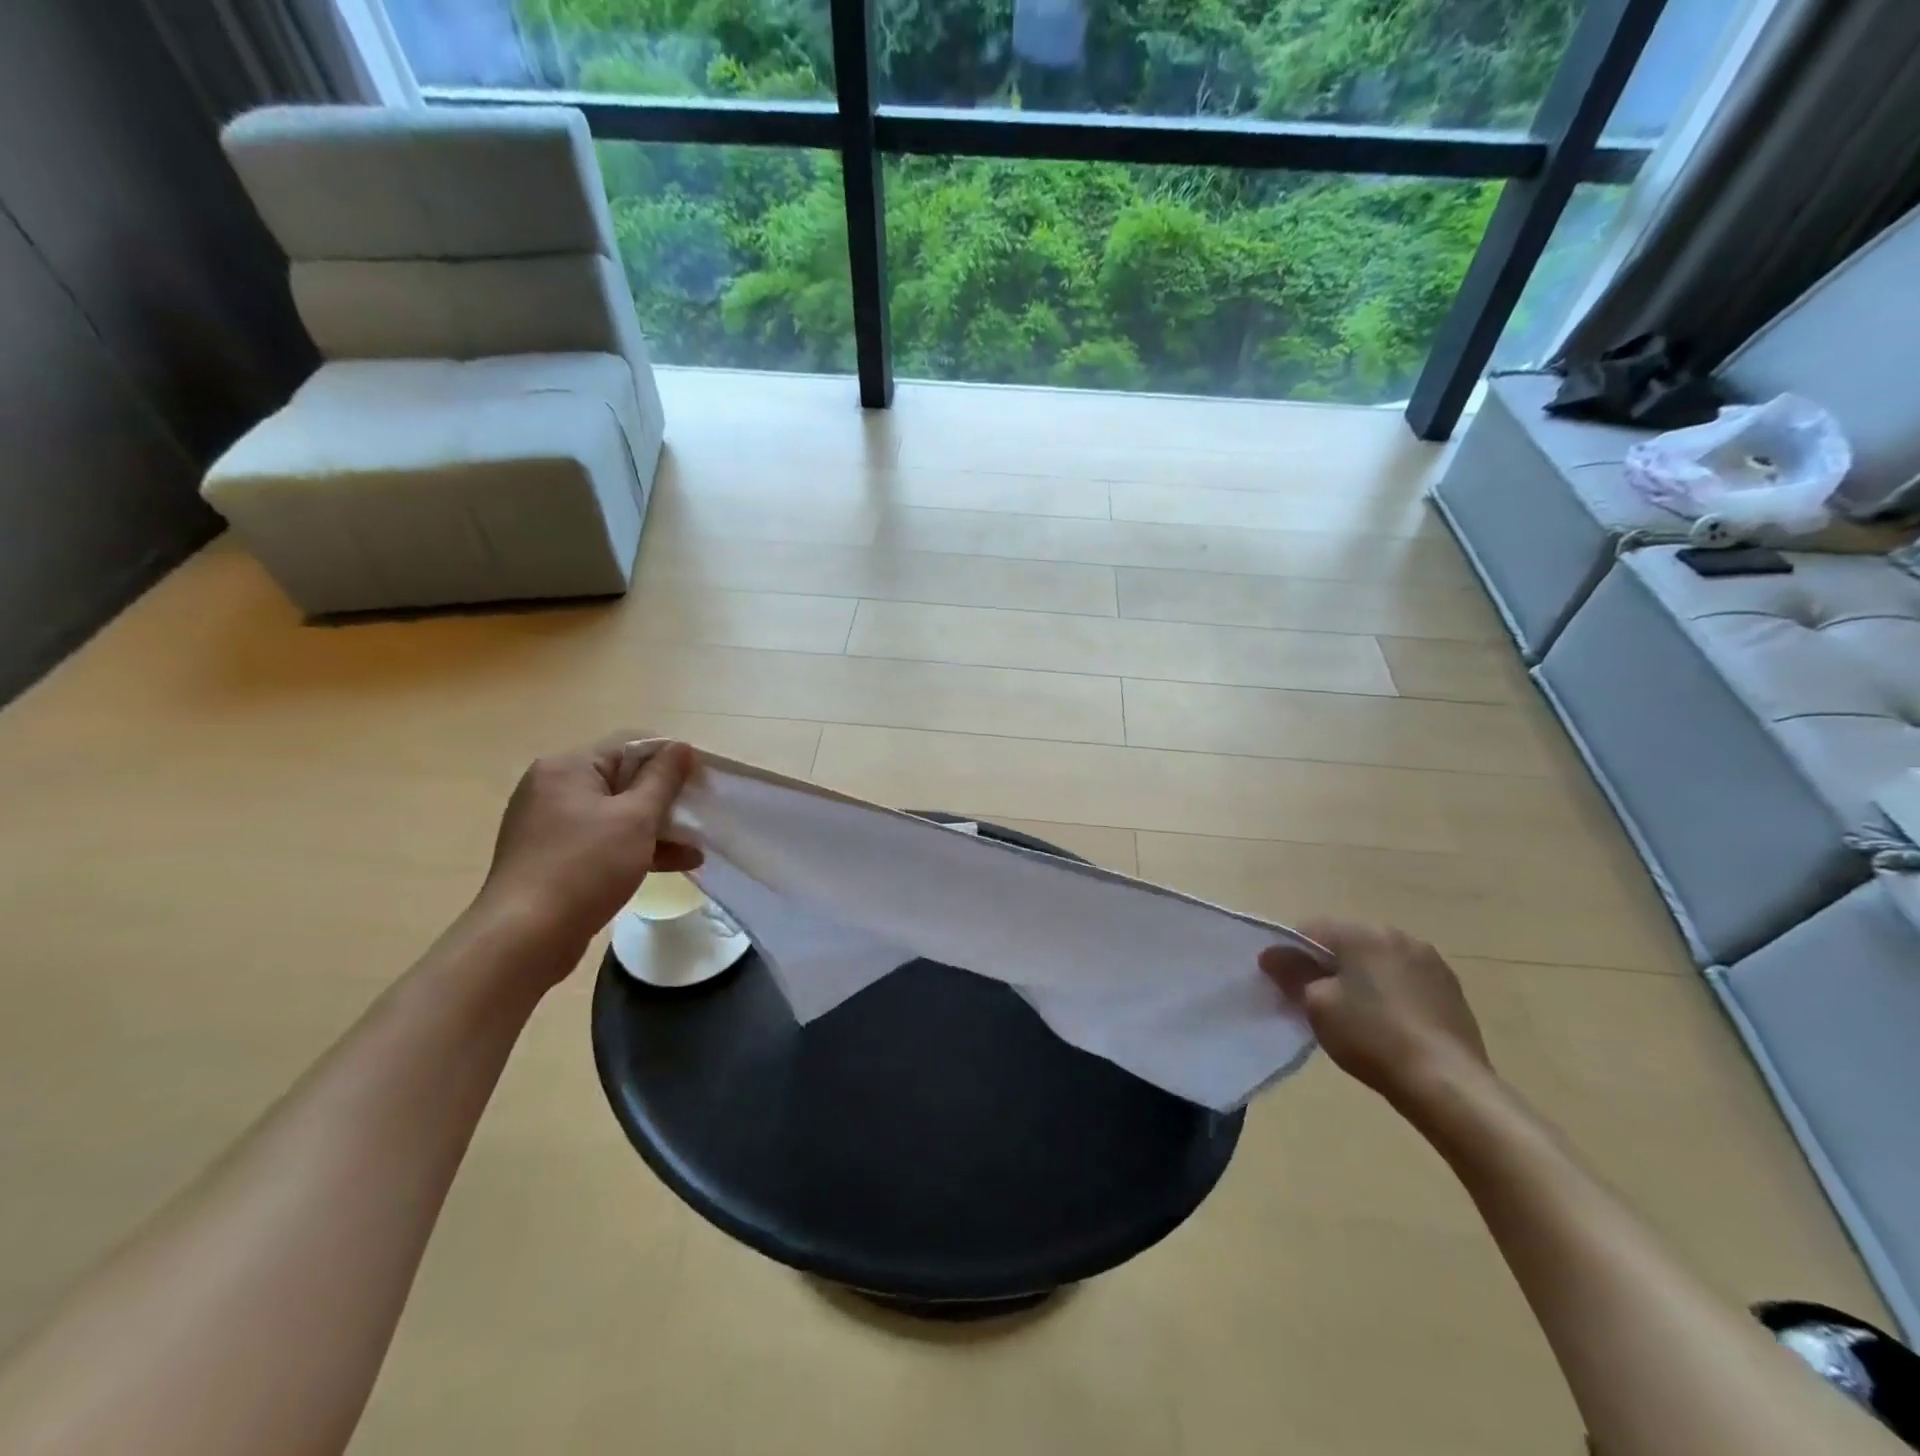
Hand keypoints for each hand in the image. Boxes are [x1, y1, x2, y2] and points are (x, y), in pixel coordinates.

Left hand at [477, 734, 702, 966]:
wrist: (524, 938)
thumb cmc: (585, 867)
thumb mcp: (635, 818)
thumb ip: (662, 779)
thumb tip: (680, 747)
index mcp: (568, 767)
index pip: (630, 746)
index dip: (671, 759)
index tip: (703, 781)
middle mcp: (554, 788)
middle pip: (623, 780)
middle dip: (666, 799)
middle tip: (701, 815)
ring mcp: (550, 825)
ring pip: (616, 814)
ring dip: (656, 828)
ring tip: (695, 848)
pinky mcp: (553, 857)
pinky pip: (603, 840)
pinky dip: (635, 848)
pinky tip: (673, 864)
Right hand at [1260, 920, 1490, 1107]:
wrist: (1448, 1084)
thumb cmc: (1372, 1037)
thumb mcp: (1317, 1005)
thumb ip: (1291, 973)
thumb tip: (1271, 955)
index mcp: (1363, 933)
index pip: (1309, 929)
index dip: (1289, 953)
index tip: (1280, 982)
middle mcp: (1398, 935)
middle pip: (1345, 942)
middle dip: (1325, 964)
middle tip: (1312, 1000)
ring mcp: (1430, 961)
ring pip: (1376, 960)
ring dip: (1358, 977)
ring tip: (1351, 1013)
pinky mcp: (1450, 988)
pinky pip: (1403, 979)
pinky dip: (1387, 991)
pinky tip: (1385, 1022)